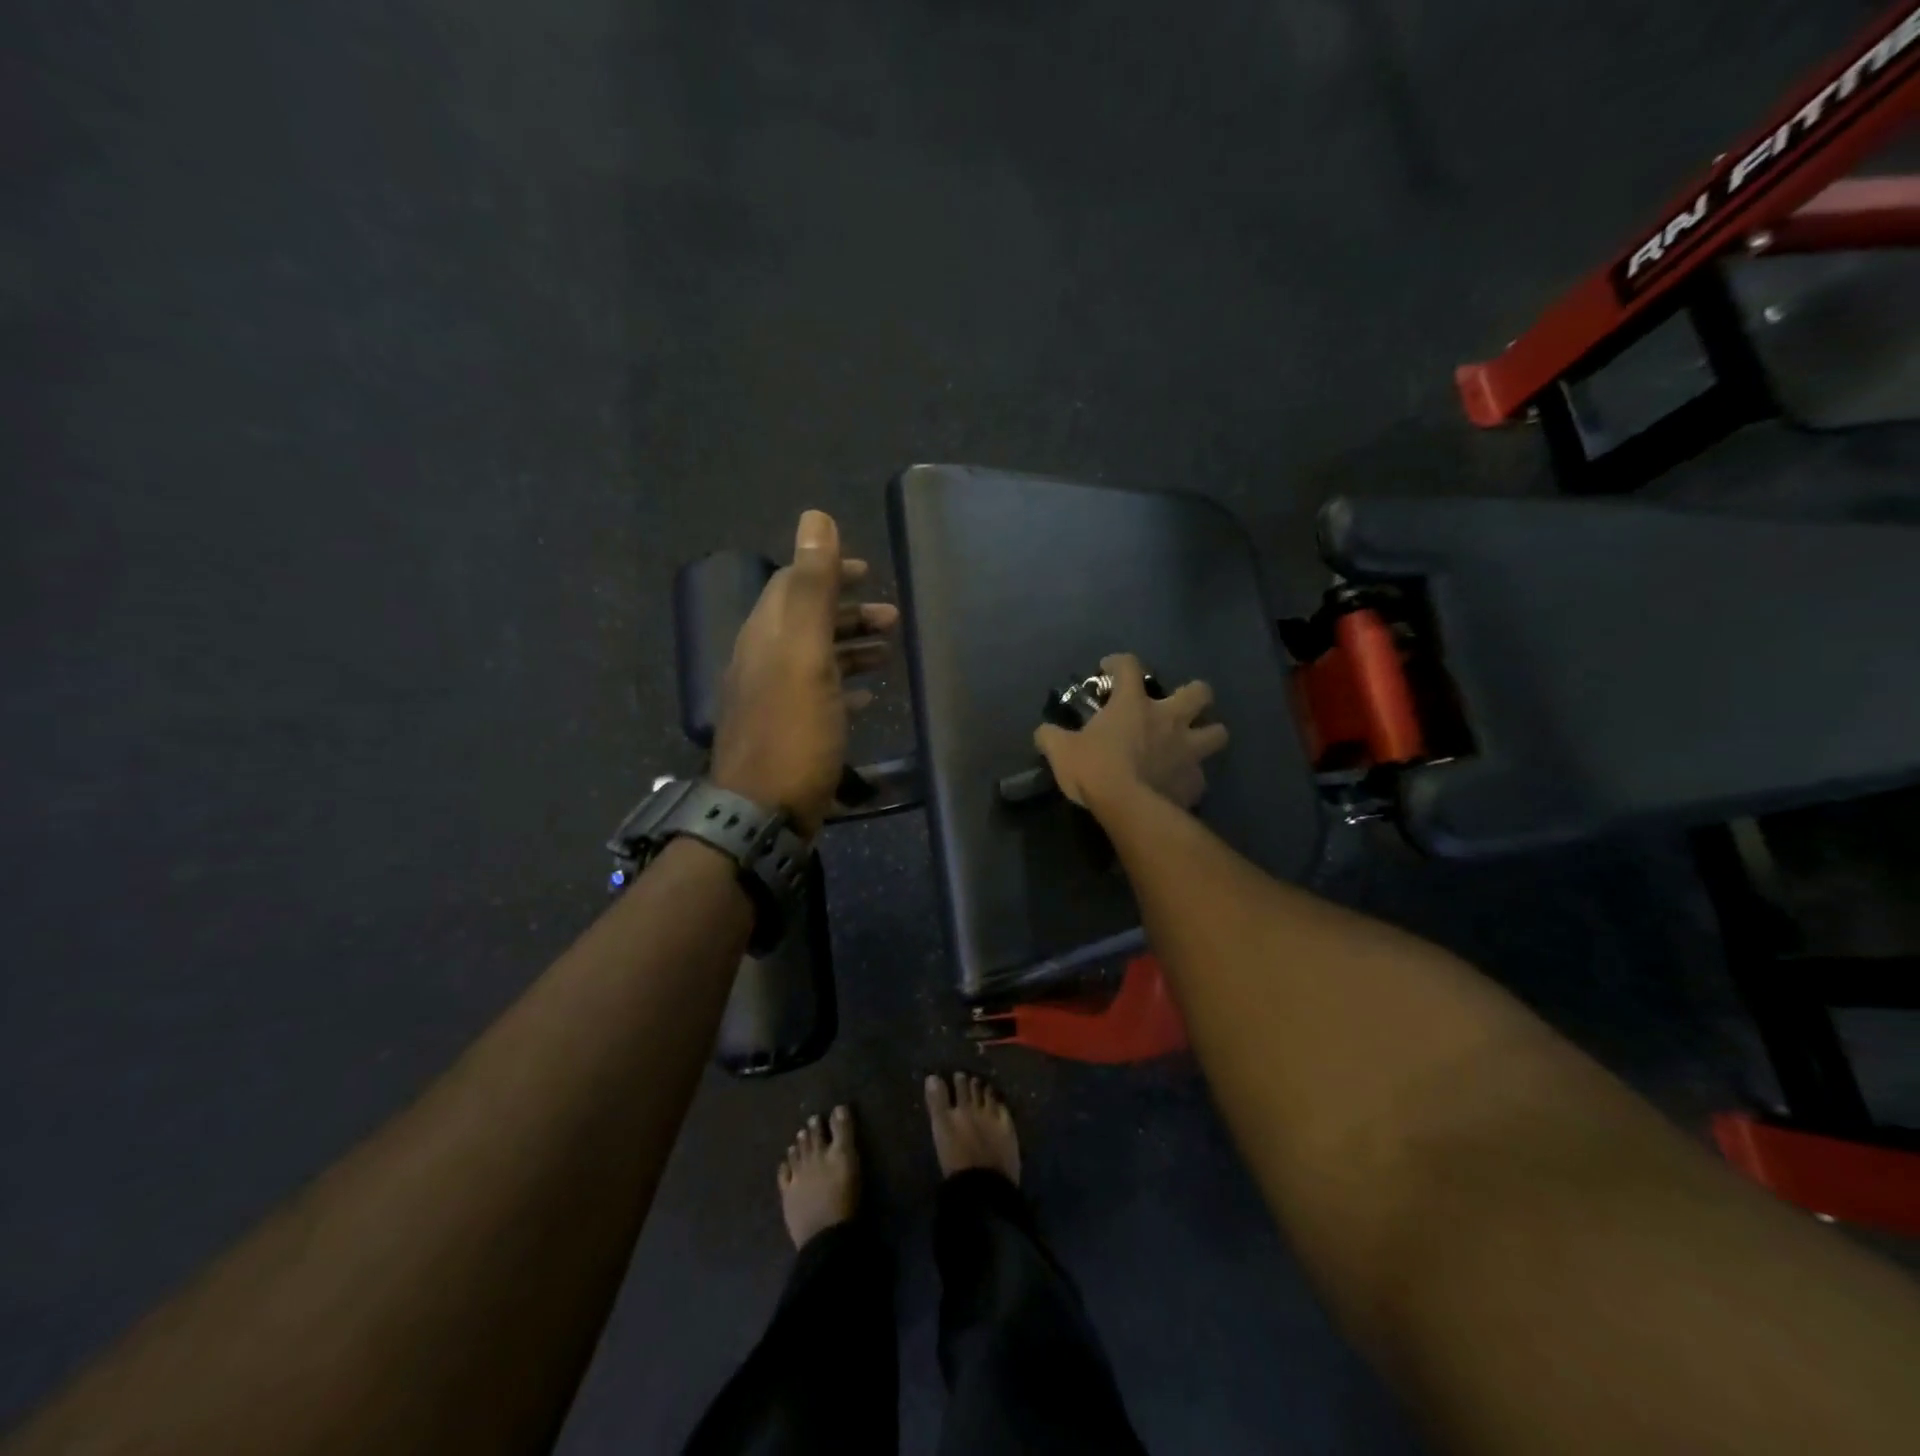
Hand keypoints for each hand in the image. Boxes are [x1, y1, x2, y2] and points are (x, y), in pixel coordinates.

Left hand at [710, 511, 898, 835]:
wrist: (762, 814)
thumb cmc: (792, 732)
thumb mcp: (804, 653)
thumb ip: (810, 587)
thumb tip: (814, 518)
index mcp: (766, 635)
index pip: (792, 585)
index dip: (828, 572)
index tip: (868, 571)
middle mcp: (764, 661)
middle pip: (806, 622)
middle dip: (848, 613)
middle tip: (893, 617)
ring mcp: (774, 700)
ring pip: (815, 659)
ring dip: (851, 648)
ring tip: (889, 652)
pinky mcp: (789, 733)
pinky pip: (819, 696)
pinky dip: (845, 686)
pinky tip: (868, 697)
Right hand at [1034, 653, 1228, 811]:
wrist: (1128, 808)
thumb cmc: (1094, 769)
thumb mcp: (1061, 750)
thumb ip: (1051, 736)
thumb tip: (1043, 732)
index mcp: (1133, 704)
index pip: (1129, 666)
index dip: (1118, 662)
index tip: (1109, 669)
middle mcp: (1168, 719)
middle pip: (1200, 692)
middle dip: (1194, 694)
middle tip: (1176, 705)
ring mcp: (1188, 750)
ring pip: (1218, 732)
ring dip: (1207, 734)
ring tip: (1192, 744)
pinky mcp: (1195, 782)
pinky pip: (1200, 776)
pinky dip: (1191, 778)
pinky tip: (1178, 785)